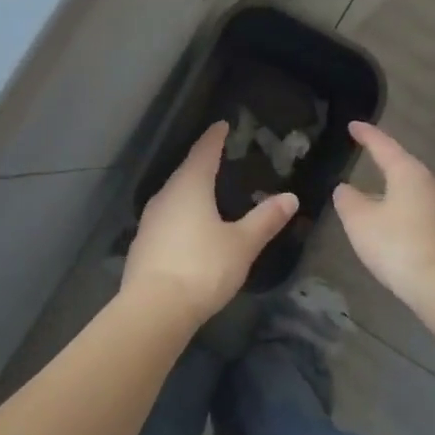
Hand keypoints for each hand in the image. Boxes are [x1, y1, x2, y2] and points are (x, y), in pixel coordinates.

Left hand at [124, 122, 297, 325]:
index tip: (222, 124)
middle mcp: (166, 195)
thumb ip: (265, 219)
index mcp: (190, 186)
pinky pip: (167, 216)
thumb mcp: (242, 244)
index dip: (214, 137)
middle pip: (186, 170)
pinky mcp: (143, 243)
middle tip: (219, 155)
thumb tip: (290, 197)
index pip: (204, 151)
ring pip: (174, 194)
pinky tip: (190, 225)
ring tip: (207, 189)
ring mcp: (150, 219)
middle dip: (202, 161)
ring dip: (190, 188)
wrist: (154, 309)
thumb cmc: (202, 267)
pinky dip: (181, 212)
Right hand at [332, 122, 434, 302]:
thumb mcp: (360, 221)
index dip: (367, 134)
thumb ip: (348, 200)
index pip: (384, 145)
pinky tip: (391, 218)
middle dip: (383, 158)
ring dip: (392, 185)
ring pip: (412, 187)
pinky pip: (419, 207)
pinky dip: (402, 205)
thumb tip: (345, 188)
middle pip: (402, 164)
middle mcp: (430, 183)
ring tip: (373, 188)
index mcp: (408, 172)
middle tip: (364, 151)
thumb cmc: (397, 245)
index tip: (353, 125)